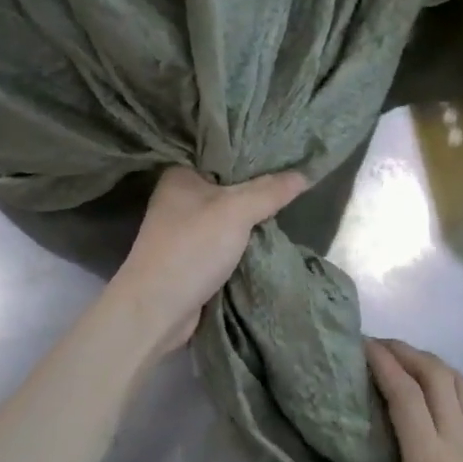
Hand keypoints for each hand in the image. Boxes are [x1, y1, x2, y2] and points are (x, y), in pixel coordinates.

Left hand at [108, 167, 307, 355]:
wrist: (157, 309)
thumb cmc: (191, 248)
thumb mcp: (236, 211)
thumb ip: (270, 191)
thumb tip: (305, 173)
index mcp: (180, 175)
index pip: (223, 155)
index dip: (255, 154)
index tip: (290, 152)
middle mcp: (179, 198)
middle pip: (228, 186)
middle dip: (259, 188)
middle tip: (297, 179)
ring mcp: (184, 230)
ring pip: (229, 217)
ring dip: (253, 219)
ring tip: (292, 204)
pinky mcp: (192, 257)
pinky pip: (226, 242)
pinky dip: (244, 242)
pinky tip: (270, 236)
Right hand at [301, 339, 462, 461]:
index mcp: (432, 459)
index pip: (406, 394)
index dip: (383, 363)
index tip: (359, 343)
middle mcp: (460, 442)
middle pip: (437, 377)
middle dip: (407, 352)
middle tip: (376, 345)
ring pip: (462, 386)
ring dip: (434, 363)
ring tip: (407, 361)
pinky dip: (460, 386)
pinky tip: (449, 393)